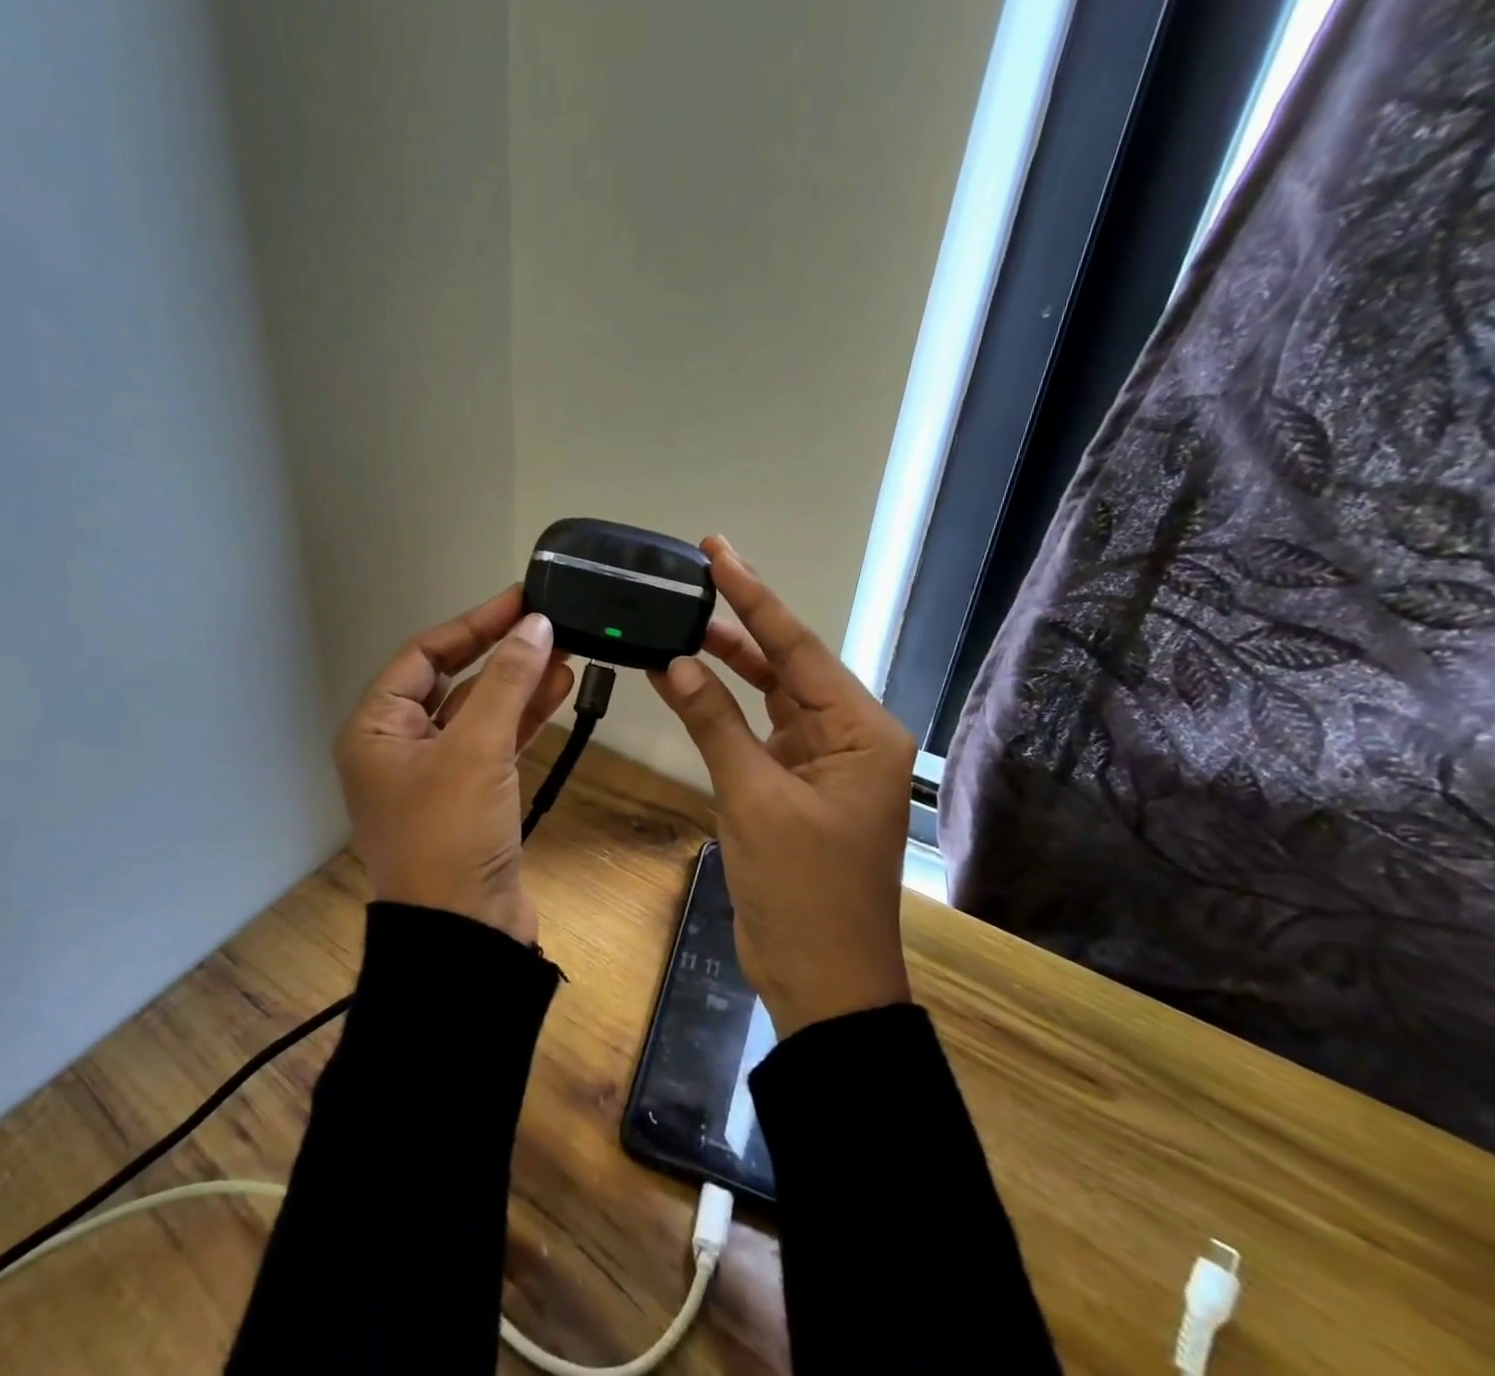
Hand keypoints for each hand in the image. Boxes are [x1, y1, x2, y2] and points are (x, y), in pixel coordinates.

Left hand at [333, 586, 574, 943]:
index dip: (473, 624)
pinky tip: (559, 689)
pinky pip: (495, 743)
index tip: (519, 600)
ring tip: (565, 649)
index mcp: (376, 729)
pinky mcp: (470, 797)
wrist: (465, 935)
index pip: (423, 655)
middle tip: (546, 621)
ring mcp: (435, 773)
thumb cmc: (450, 834)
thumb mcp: (476, 748)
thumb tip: (534, 624)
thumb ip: (506, 681)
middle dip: (500, 653)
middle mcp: (398, 745)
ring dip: (519, 683)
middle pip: (452, 680)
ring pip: (479, 712)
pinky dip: (524, 718)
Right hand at [650, 537, 915, 1037]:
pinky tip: (689, 682)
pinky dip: (724, 708)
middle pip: (787, 664)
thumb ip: (713, 722)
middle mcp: (847, 735)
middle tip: (696, 573)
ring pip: (770, 695)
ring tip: (683, 620)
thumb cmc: (801, 888)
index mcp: (858, 731)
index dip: (754, 596)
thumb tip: (672, 660)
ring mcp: (820, 761)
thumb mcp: (753, 798)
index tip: (718, 552)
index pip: (797, 648)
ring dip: (728, 663)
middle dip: (742, 621)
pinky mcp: (794, 785)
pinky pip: (757, 731)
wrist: (821, 979)